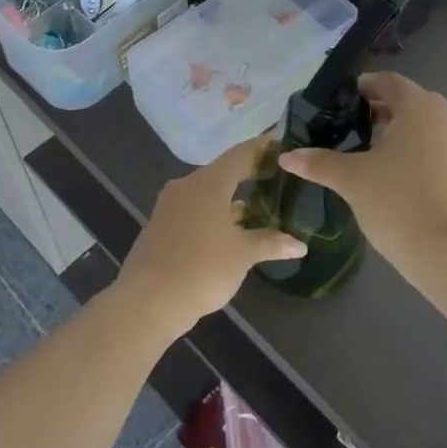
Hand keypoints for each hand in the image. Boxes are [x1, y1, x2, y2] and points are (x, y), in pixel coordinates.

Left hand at [114, 136, 306, 340]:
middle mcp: (187, 186)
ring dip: (232, 198)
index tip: (283, 144)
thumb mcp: (243, 255)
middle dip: (250, 174)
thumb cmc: (201, 268)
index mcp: (208, 182)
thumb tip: (300, 245)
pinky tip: (232, 231)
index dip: (263, 148)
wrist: (146, 303)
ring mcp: (170, 207)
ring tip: (261, 205)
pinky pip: (195, 210)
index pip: (241, 154)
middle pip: (224, 172)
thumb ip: (271, 243)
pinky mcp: (161, 228)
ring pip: (208, 194)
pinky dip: (216, 214)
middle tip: (277, 176)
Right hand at [279, 72, 446, 276]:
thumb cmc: (399, 205)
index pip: (387, 82)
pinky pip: (446, 152)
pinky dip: (426, 156)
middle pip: (410, 103)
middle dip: (382, 113)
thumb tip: (287, 156)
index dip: (362, 89)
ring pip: (430, 128)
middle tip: (354, 133)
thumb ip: (320, 163)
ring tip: (378, 159)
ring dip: (405, 136)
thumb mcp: (352, 181)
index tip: (342, 106)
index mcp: (420, 105)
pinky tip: (407, 182)